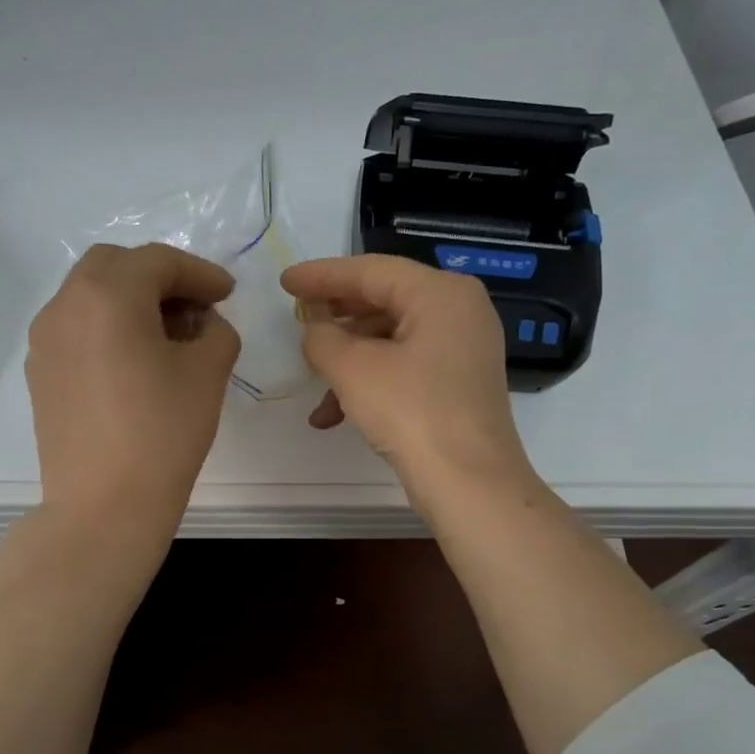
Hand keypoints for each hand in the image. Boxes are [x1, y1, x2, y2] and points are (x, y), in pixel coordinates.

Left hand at [26, 243, 240, 541]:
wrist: (103, 506)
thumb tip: (202, 323)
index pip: (159, 261)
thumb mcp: (208, 373)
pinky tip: (132, 361)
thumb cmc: (163, 434)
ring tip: (165, 336)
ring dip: (129, 300)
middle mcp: (66, 305)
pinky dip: (106, 326)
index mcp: (108, 295)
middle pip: (115, 265)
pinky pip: (75, 328)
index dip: (200, 272)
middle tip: (194, 308)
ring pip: (89, 295)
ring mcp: (45, 339)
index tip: (227, 293)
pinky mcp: (39, 372)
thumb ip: (216, 331)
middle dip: (159, 277)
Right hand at [280, 254, 534, 502]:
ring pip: (391, 339)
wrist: (468, 483)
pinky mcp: (458, 383)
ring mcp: (463, 348)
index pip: (371, 271)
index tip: (285, 282)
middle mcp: (459, 311)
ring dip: (347, 360)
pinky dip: (370, 382)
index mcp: (441, 292)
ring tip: (312, 381)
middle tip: (297, 317)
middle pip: (384, 300)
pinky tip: (333, 415)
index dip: (323, 275)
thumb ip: (321, 336)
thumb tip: (316, 328)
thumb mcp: (352, 369)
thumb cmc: (411, 412)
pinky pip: (405, 366)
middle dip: (335, 316)